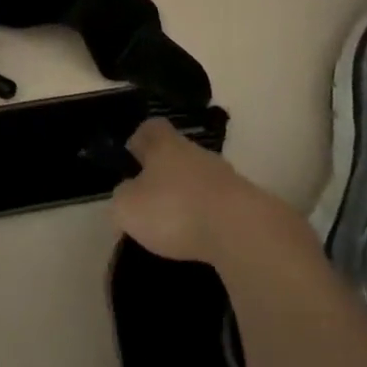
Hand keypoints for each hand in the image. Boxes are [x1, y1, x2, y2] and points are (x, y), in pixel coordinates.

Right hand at [112, 118, 308, 266]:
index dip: (139, 139)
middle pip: (176, 153)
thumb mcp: (128, 207)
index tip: (131, 157)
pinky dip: (206, 218)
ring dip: (186, 197)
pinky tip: (198, 239)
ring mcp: (224, 176)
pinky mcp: (244, 204)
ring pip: (197, 179)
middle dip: (162, 173)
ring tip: (173, 226)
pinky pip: (216, 205)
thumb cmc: (174, 210)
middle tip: (148, 199)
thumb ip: (122, 197)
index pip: (150, 127)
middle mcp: (196, 152)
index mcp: (165, 145)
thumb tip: (127, 194)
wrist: (241, 231)